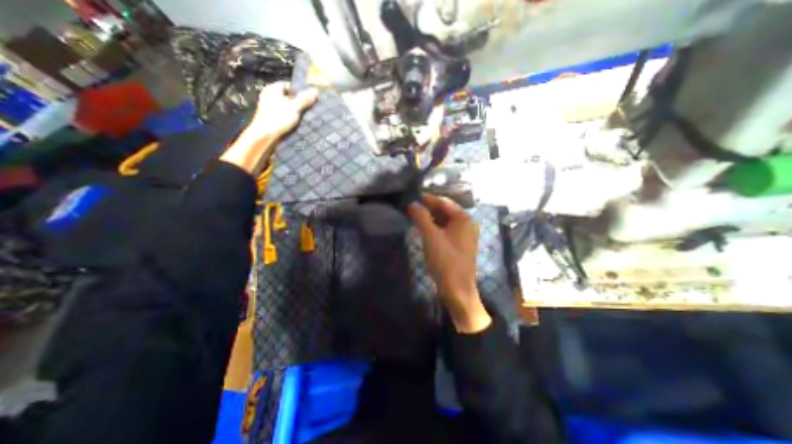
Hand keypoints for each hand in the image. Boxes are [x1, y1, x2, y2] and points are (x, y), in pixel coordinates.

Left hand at [244, 82, 317, 137]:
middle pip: (288, 96)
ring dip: (294, 111)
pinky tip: (296, 123)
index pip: (289, 85)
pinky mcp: (270, 118)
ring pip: (285, 106)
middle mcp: (269, 95)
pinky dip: (289, 117)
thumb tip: (315, 90)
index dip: (299, 91)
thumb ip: (304, 99)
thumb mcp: (294, 108)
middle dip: (298, 102)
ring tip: (305, 117)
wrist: (264, 136)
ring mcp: (269, 107)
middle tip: (309, 108)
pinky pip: (283, 114)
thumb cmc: (278, 118)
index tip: (309, 99)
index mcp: (272, 88)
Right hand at [405, 195, 493, 332]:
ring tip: (414, 217)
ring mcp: (463, 235)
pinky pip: (445, 230)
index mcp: (464, 219)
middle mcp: (467, 224)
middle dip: (428, 208)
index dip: (427, 199)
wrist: (457, 290)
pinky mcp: (459, 245)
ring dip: (430, 218)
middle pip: (445, 210)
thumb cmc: (446, 260)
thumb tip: (412, 203)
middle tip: (410, 207)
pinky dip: (434, 228)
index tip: (412, 197)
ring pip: (444, 221)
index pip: (444, 202)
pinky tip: (423, 229)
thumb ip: (421, 217)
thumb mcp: (431, 236)